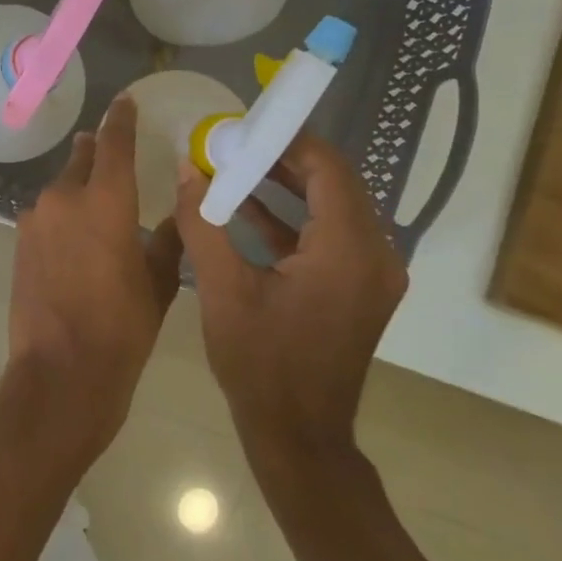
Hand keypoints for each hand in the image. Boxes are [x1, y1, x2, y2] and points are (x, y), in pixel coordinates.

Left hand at [6, 95, 183, 468]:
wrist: (60, 371)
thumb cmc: (122, 328)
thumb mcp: (159, 283)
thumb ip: (168, 239)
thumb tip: (178, 213)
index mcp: (106, 200)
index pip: (114, 142)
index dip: (121, 119)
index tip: (125, 102)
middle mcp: (65, 197)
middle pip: (82, 159)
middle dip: (97, 151)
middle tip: (110, 147)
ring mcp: (35, 218)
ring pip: (61, 187)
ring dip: (78, 187)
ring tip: (97, 203)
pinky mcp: (19, 240)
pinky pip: (47, 213)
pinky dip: (63, 213)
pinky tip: (75, 236)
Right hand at [174, 133, 405, 461]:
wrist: (297, 435)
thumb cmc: (261, 363)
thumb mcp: (223, 289)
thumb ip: (204, 223)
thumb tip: (187, 170)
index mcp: (349, 250)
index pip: (328, 169)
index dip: (289, 140)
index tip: (245, 125)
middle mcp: (374, 255)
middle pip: (334, 184)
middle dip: (283, 159)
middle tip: (233, 142)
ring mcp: (371, 275)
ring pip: (331, 209)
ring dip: (286, 186)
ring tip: (233, 165)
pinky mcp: (357, 289)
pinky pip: (328, 237)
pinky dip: (292, 219)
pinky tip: (246, 206)